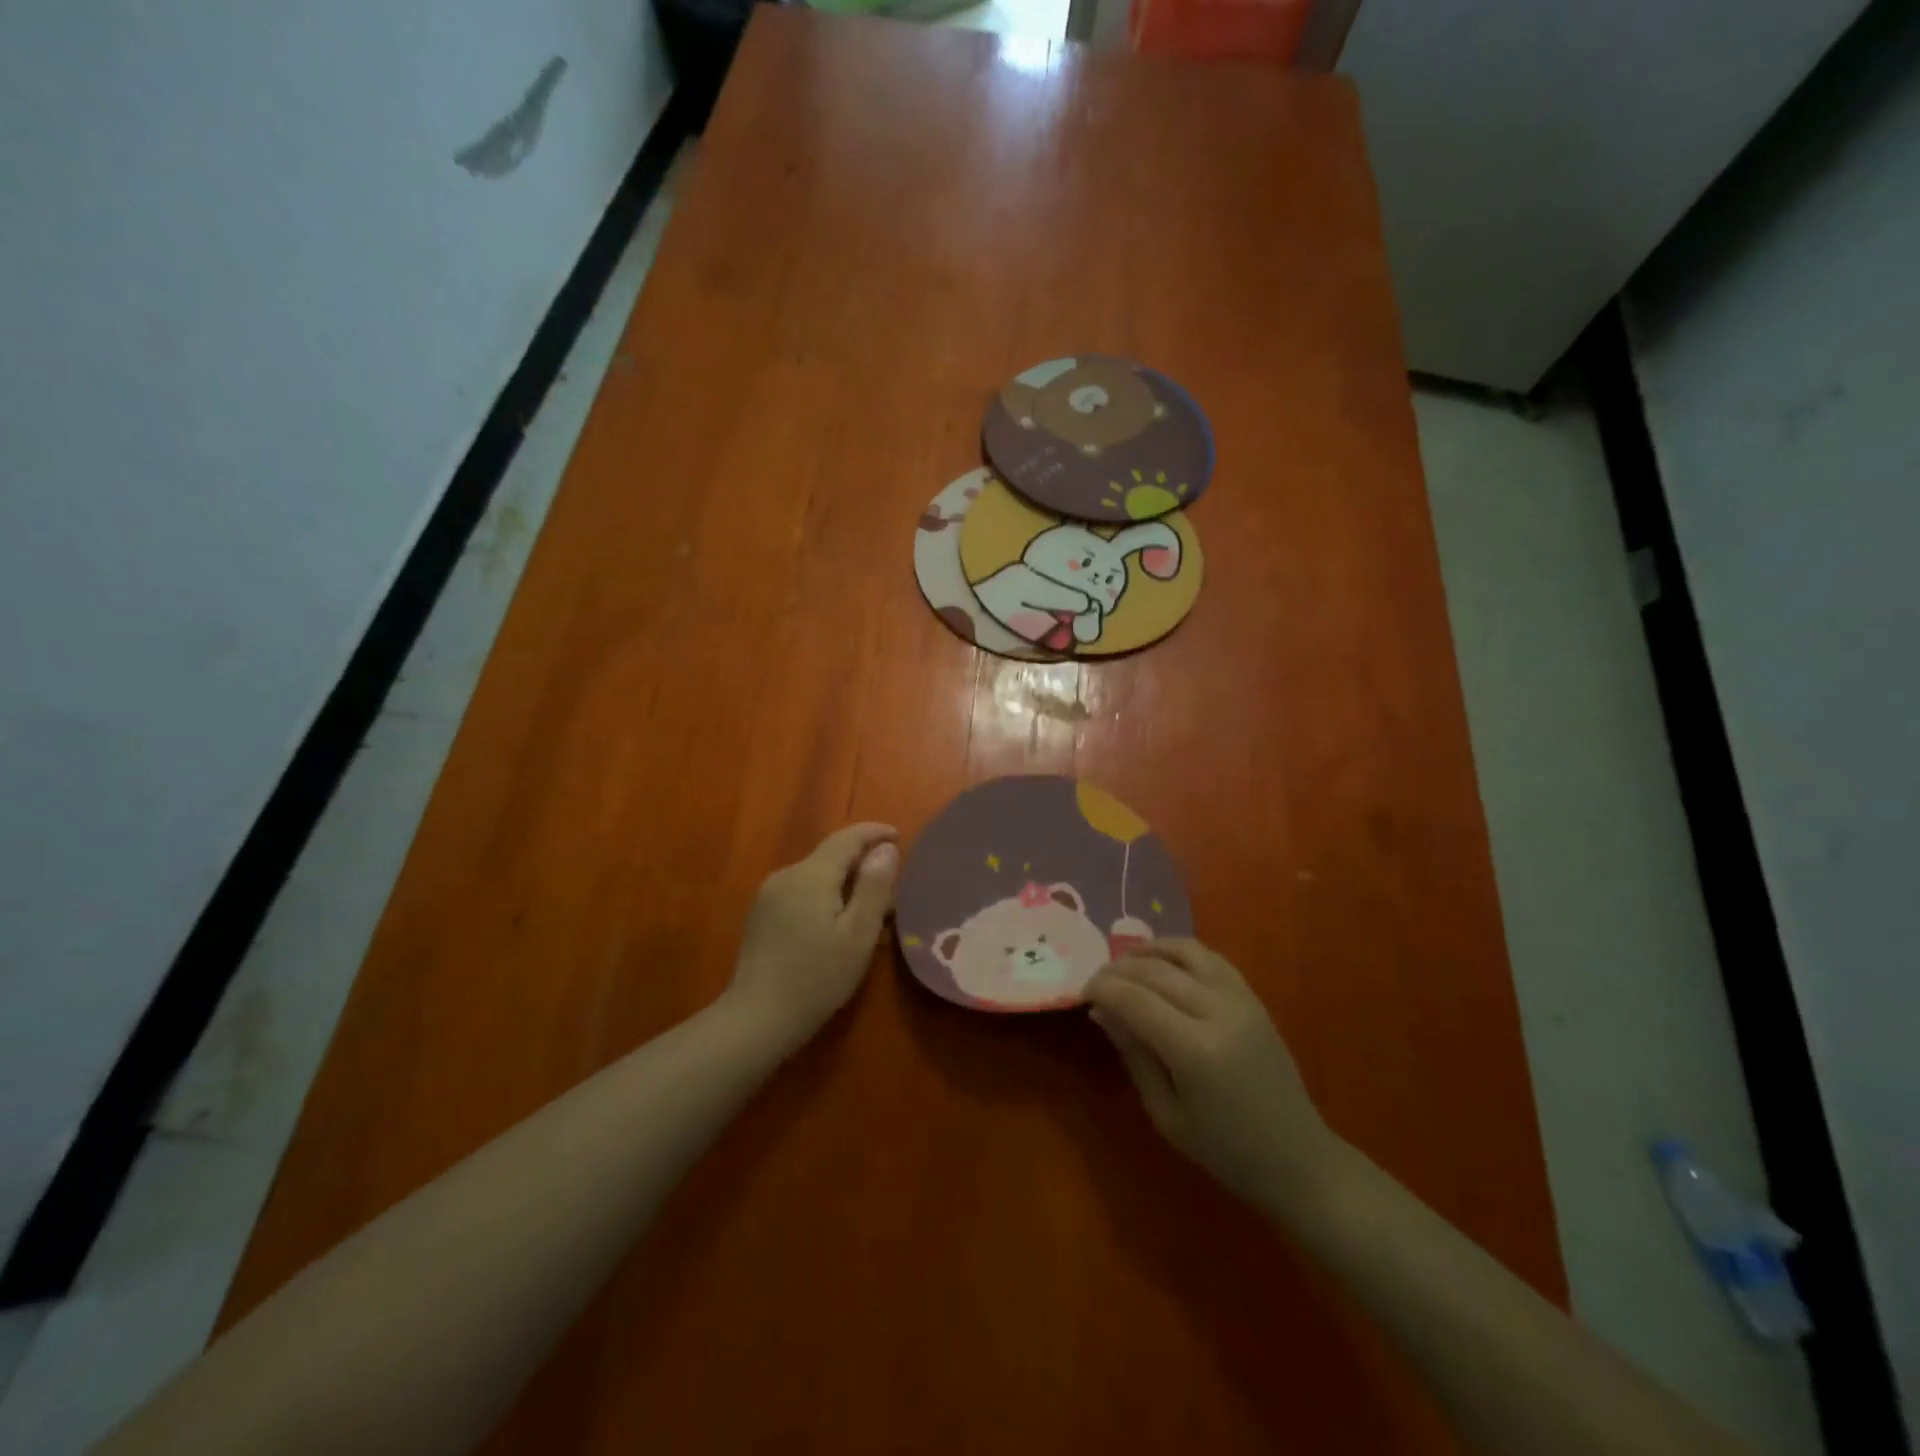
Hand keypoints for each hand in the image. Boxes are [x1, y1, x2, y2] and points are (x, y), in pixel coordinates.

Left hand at [726, 823, 898, 1052]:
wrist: (757, 1018)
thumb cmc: (817, 977)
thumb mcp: (858, 934)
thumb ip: (874, 886)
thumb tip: (885, 848)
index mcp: (811, 875)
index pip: (846, 838)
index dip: (874, 832)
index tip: (899, 836)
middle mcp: (786, 875)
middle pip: (830, 856)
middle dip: (861, 864)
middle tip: (891, 887)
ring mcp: (769, 895)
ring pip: (815, 875)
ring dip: (843, 883)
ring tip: (868, 910)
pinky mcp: (761, 915)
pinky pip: (801, 892)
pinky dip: (824, 897)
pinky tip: (835, 925)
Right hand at [1085, 939, 1339, 1212]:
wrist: (1298, 1158)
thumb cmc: (1225, 1150)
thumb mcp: (1166, 1114)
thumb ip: (1134, 1055)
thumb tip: (1103, 1012)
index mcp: (1196, 1051)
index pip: (1135, 1000)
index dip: (1103, 989)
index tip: (1083, 994)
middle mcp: (1219, 1014)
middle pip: (1156, 971)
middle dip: (1118, 970)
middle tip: (1097, 981)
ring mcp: (1241, 1000)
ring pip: (1185, 952)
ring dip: (1149, 951)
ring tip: (1126, 964)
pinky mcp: (1254, 998)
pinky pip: (1211, 958)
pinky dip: (1180, 952)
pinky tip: (1162, 963)